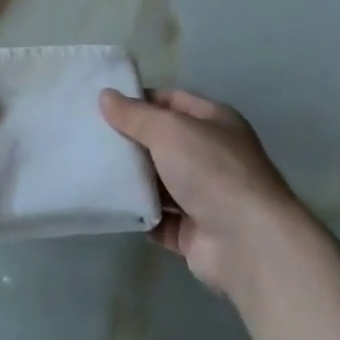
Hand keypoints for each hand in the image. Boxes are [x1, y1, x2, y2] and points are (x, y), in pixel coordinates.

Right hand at [101, 88, 312, 297]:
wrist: (249, 244)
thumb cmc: (212, 171)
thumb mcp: (169, 130)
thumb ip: (135, 115)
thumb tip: (105, 95)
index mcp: (214, 122)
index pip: (172, 102)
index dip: (140, 101)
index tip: (104, 105)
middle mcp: (212, 156)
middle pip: (164, 142)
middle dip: (132, 141)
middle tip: (91, 138)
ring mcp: (206, 197)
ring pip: (161, 182)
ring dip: (133, 180)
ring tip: (93, 171)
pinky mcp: (195, 233)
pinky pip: (160, 219)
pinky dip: (140, 214)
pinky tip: (112, 207)